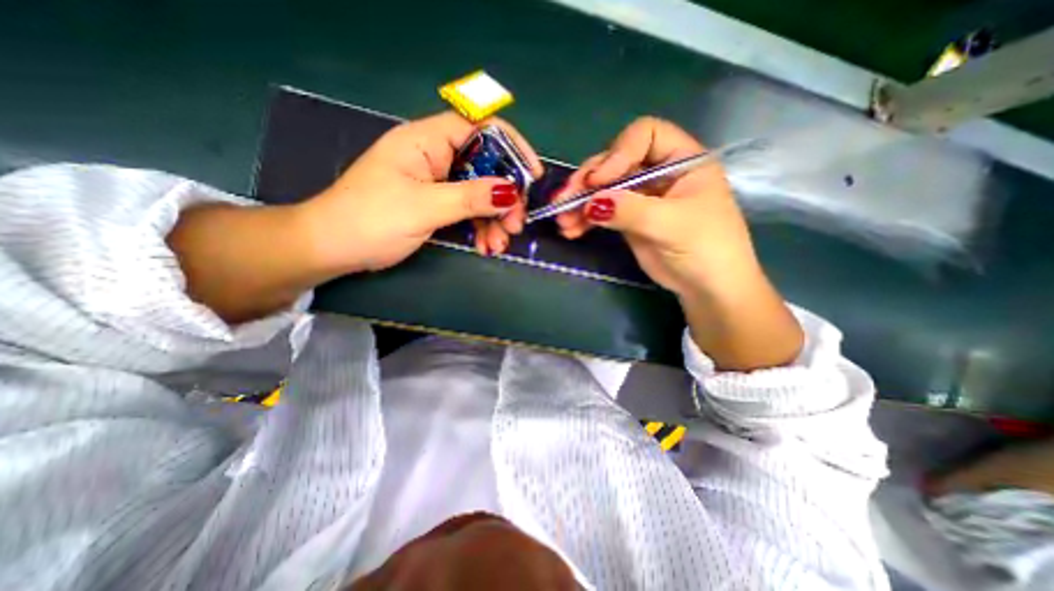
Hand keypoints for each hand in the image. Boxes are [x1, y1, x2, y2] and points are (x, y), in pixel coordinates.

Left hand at [297, 108, 539, 272]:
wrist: (334, 248)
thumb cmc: (371, 220)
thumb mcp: (424, 207)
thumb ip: (470, 198)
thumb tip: (510, 192)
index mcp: (427, 141)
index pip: (480, 127)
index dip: (512, 147)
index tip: (532, 176)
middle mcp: (436, 157)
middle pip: (486, 167)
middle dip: (505, 197)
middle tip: (515, 225)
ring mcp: (437, 182)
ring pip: (480, 193)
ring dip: (494, 220)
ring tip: (498, 245)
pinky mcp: (437, 204)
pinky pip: (468, 211)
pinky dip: (480, 229)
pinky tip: (485, 247)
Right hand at [553, 115, 756, 298]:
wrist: (706, 286)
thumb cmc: (705, 248)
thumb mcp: (671, 225)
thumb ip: (631, 210)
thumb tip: (590, 203)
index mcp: (681, 159)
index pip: (645, 135)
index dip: (618, 152)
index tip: (599, 180)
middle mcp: (657, 171)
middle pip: (614, 162)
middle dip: (587, 181)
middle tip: (564, 200)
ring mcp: (640, 196)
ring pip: (603, 189)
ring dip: (579, 202)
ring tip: (562, 221)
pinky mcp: (627, 218)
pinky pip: (600, 212)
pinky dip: (584, 219)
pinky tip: (571, 230)